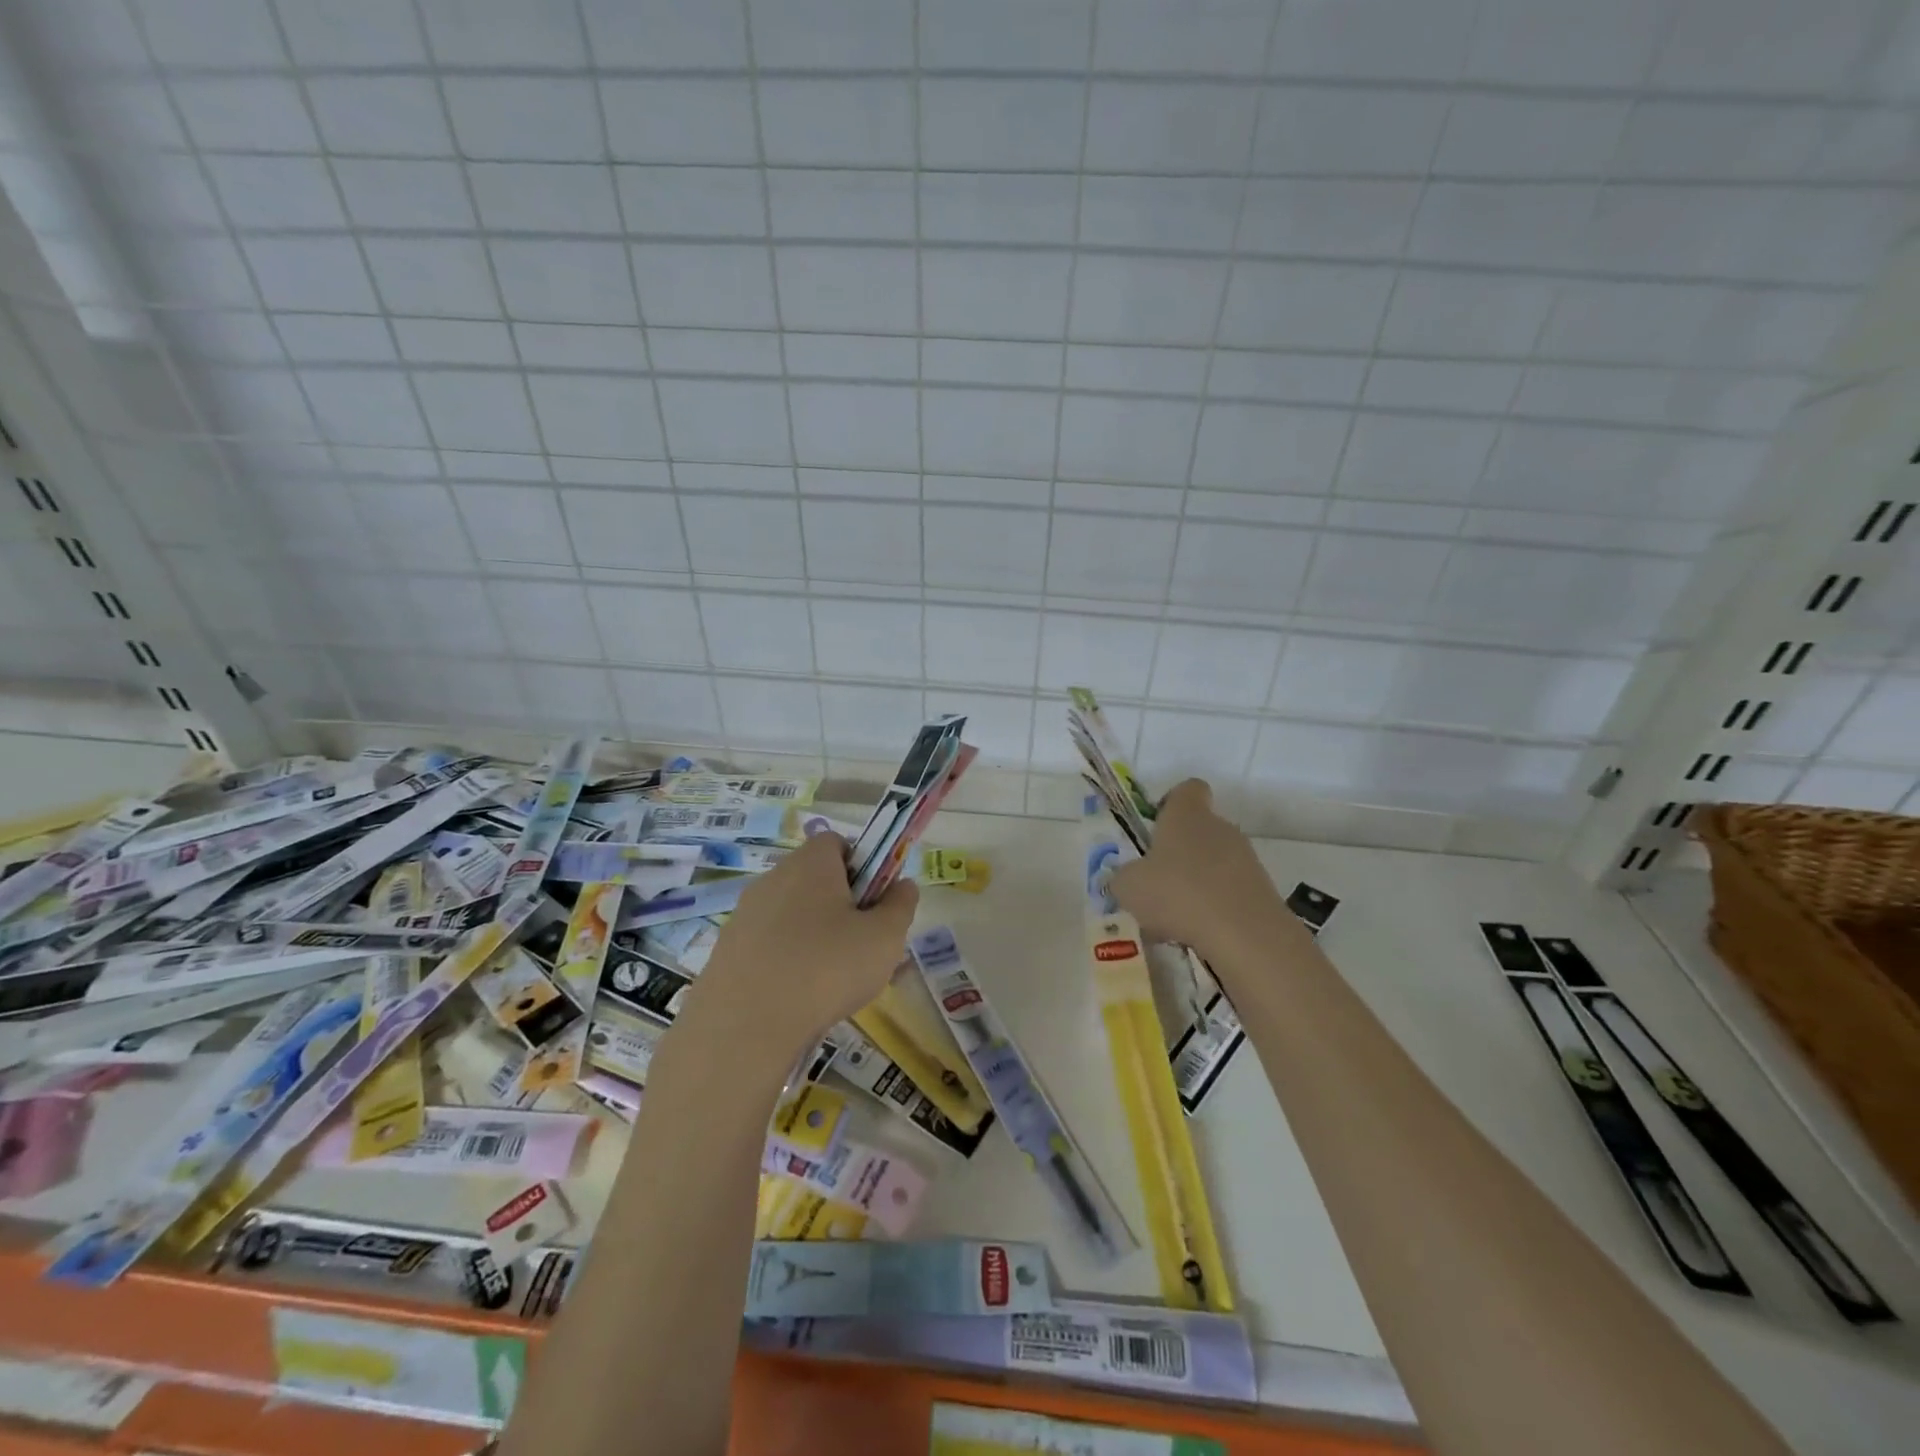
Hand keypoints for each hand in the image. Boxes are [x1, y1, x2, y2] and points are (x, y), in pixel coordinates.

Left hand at [675, 832, 918, 1060]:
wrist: (744, 1027)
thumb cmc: (827, 969)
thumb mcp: (884, 938)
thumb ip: (900, 905)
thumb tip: (903, 884)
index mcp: (811, 863)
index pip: (837, 842)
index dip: (862, 865)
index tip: (875, 900)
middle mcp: (774, 878)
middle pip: (815, 878)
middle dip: (841, 904)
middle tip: (862, 944)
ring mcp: (745, 913)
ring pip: (792, 913)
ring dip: (814, 934)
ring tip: (832, 979)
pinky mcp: (727, 949)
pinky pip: (768, 943)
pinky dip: (786, 960)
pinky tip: (798, 996)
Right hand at [1108, 779, 1291, 964]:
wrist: (1243, 933)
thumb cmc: (1177, 893)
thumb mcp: (1128, 886)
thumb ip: (1124, 877)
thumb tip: (1128, 879)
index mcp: (1187, 814)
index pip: (1188, 789)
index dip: (1172, 802)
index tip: (1156, 827)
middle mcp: (1220, 827)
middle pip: (1200, 830)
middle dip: (1179, 854)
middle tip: (1156, 883)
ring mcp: (1246, 858)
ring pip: (1215, 863)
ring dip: (1196, 883)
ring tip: (1174, 918)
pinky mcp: (1262, 890)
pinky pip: (1230, 891)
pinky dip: (1214, 908)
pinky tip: (1197, 933)